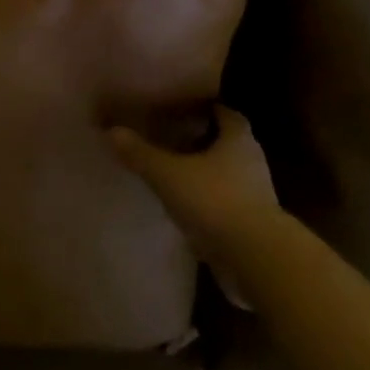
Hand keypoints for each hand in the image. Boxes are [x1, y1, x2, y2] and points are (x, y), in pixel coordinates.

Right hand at [109, 107, 279, 302]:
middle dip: (206, 142)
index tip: (186, 110)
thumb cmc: (215, 201)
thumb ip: (141, 154)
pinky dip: (212, 206)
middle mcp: (253, 162)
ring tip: (178, 177)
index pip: (226, 114)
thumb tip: (111, 131)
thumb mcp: (169, 174)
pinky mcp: (255, 227)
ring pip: (230, 177)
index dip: (208, 110)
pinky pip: (230, 207)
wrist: (256, 259)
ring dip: (209, 176)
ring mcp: (258, 196)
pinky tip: (190, 212)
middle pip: (229, 144)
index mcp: (238, 139)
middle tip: (176, 141)